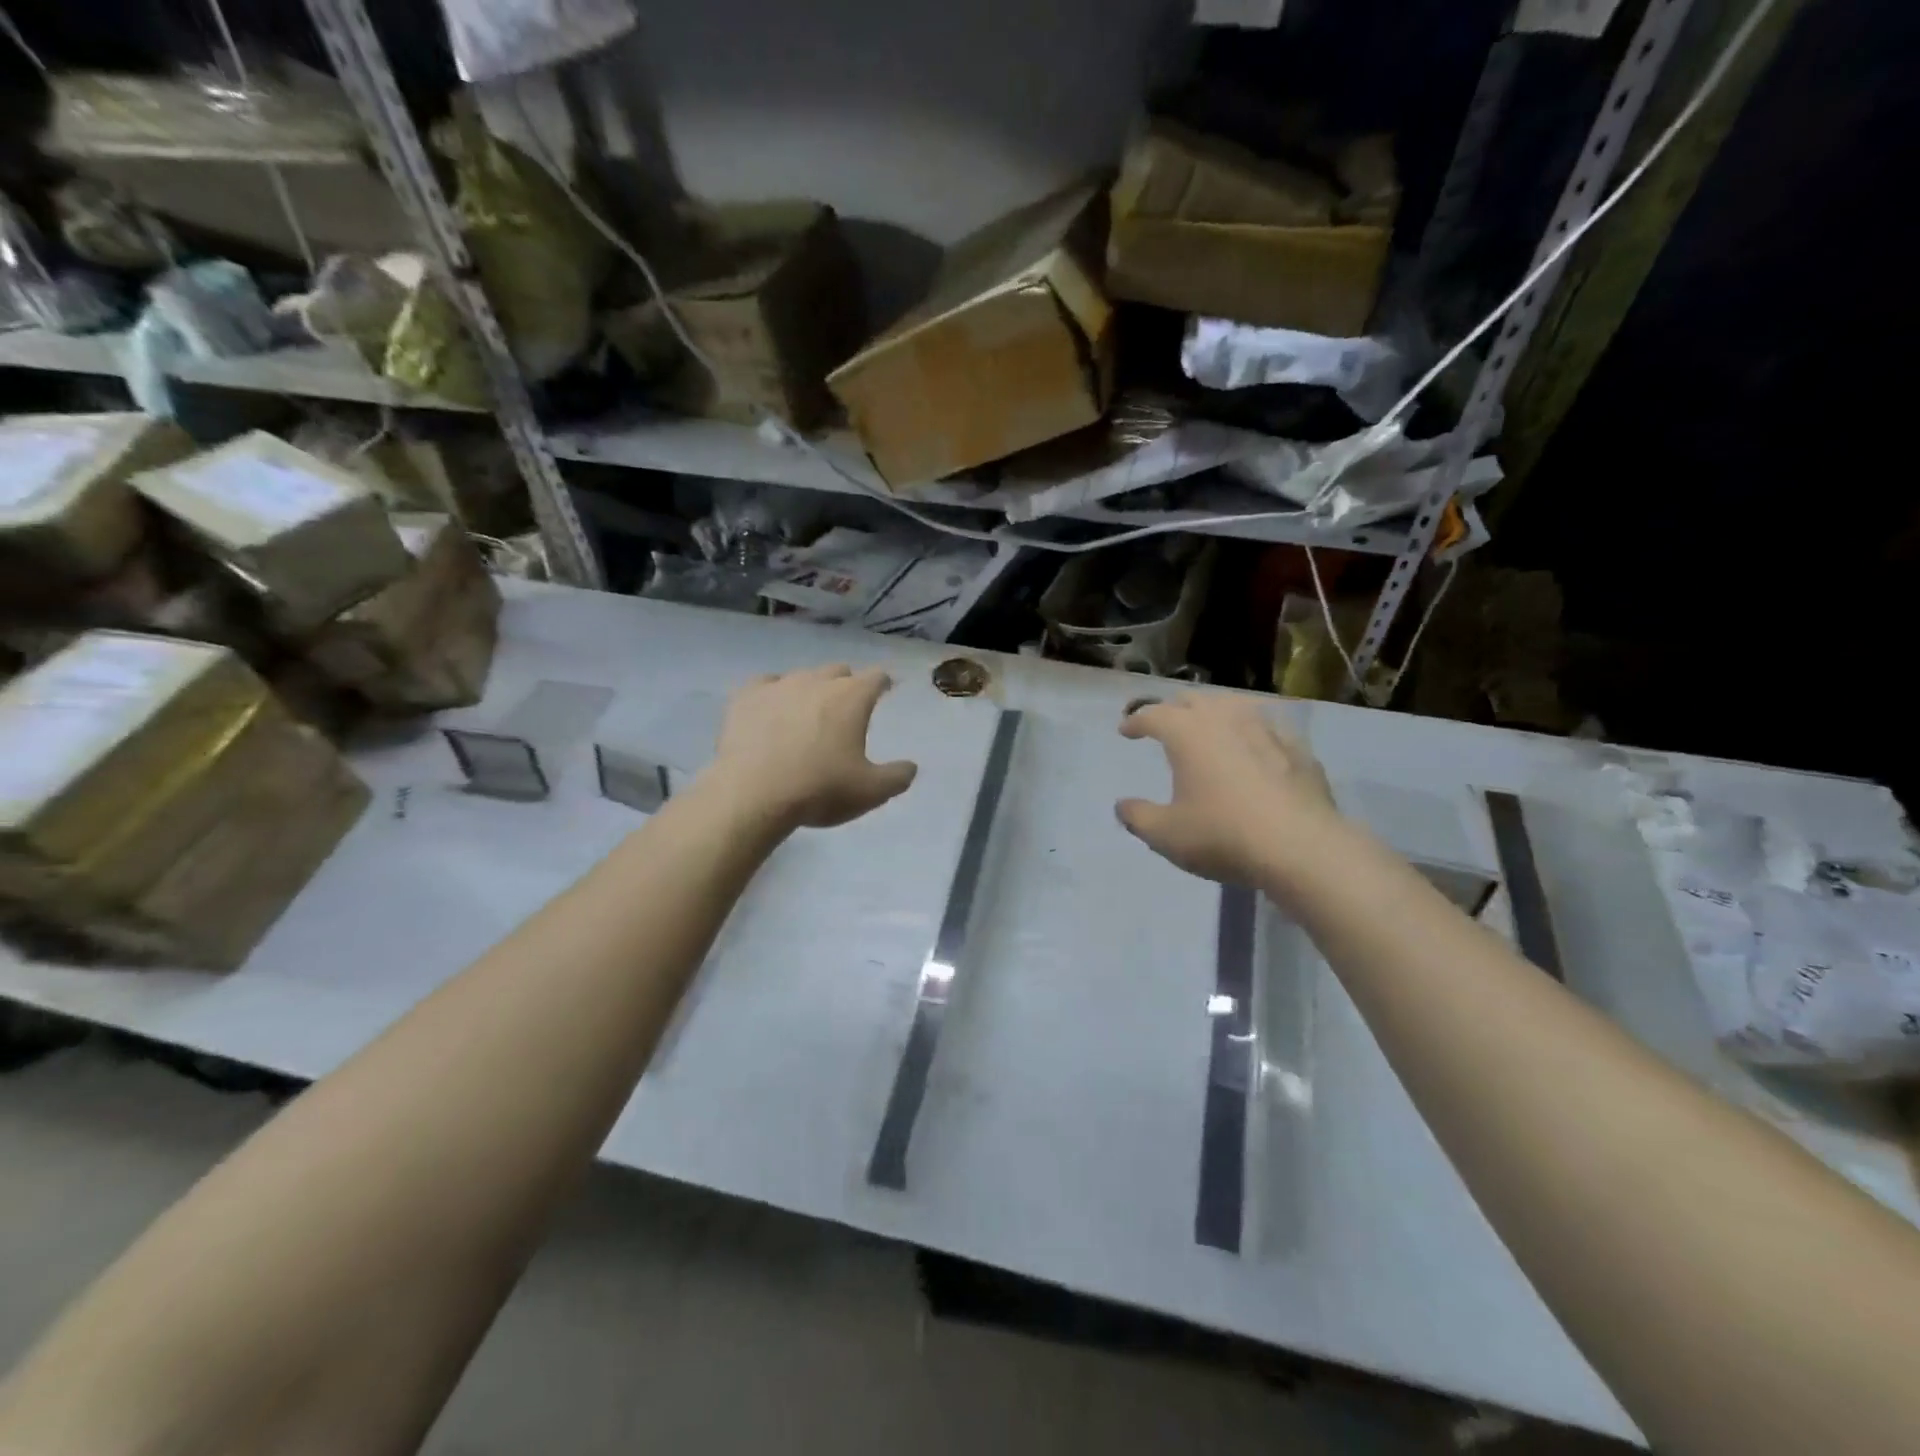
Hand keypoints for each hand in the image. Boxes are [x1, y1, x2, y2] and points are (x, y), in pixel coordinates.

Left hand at [708, 665, 917, 830]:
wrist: (752, 794)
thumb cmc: (820, 790)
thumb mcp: (871, 792)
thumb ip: (897, 777)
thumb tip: (910, 766)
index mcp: (851, 697)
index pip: (876, 677)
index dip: (883, 683)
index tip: (885, 691)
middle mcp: (817, 681)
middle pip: (838, 671)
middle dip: (846, 685)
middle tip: (845, 710)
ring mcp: (779, 685)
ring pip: (802, 676)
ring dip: (810, 690)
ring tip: (807, 714)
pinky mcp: (746, 697)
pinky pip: (765, 684)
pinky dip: (773, 694)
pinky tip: (771, 710)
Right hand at [1117, 694, 1340, 886]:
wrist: (1301, 848)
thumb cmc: (1222, 835)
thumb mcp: (1165, 835)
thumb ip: (1138, 817)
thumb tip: (1123, 806)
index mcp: (1187, 733)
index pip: (1152, 715)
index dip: (1135, 722)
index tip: (1126, 731)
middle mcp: (1225, 718)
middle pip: (1192, 700)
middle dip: (1173, 709)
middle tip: (1165, 724)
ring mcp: (1266, 728)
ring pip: (1233, 704)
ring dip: (1214, 711)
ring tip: (1209, 726)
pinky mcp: (1298, 747)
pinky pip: (1267, 726)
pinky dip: (1252, 731)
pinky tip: (1255, 745)